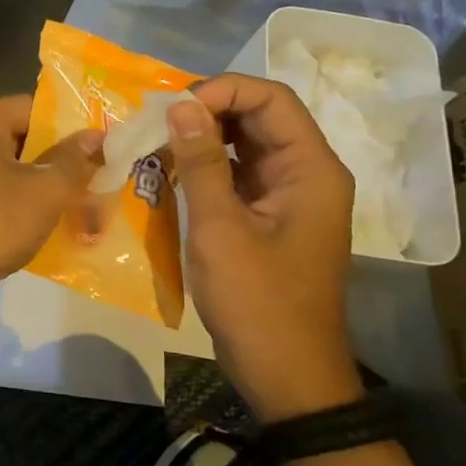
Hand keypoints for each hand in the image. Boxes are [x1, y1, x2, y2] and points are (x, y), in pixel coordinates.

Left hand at [0, 96, 102, 336]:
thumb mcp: (44, 188)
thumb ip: (73, 160)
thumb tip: (96, 136)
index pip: (32, 107)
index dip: (70, 122)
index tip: (105, 138)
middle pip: (25, 141)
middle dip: (64, 160)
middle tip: (107, 172)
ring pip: (17, 174)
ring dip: (51, 188)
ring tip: (94, 203)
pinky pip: (5, 200)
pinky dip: (31, 210)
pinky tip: (65, 227)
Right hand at [167, 75, 362, 420]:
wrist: (286, 374)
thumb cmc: (258, 301)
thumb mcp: (221, 228)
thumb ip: (201, 162)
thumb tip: (180, 105)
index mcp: (311, 169)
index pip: (271, 98)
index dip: (221, 90)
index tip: (172, 108)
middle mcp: (306, 172)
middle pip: (258, 116)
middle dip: (206, 111)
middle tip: (154, 123)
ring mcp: (287, 195)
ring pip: (245, 143)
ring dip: (202, 137)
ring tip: (155, 143)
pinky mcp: (268, 216)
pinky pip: (238, 173)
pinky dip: (205, 166)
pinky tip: (169, 172)